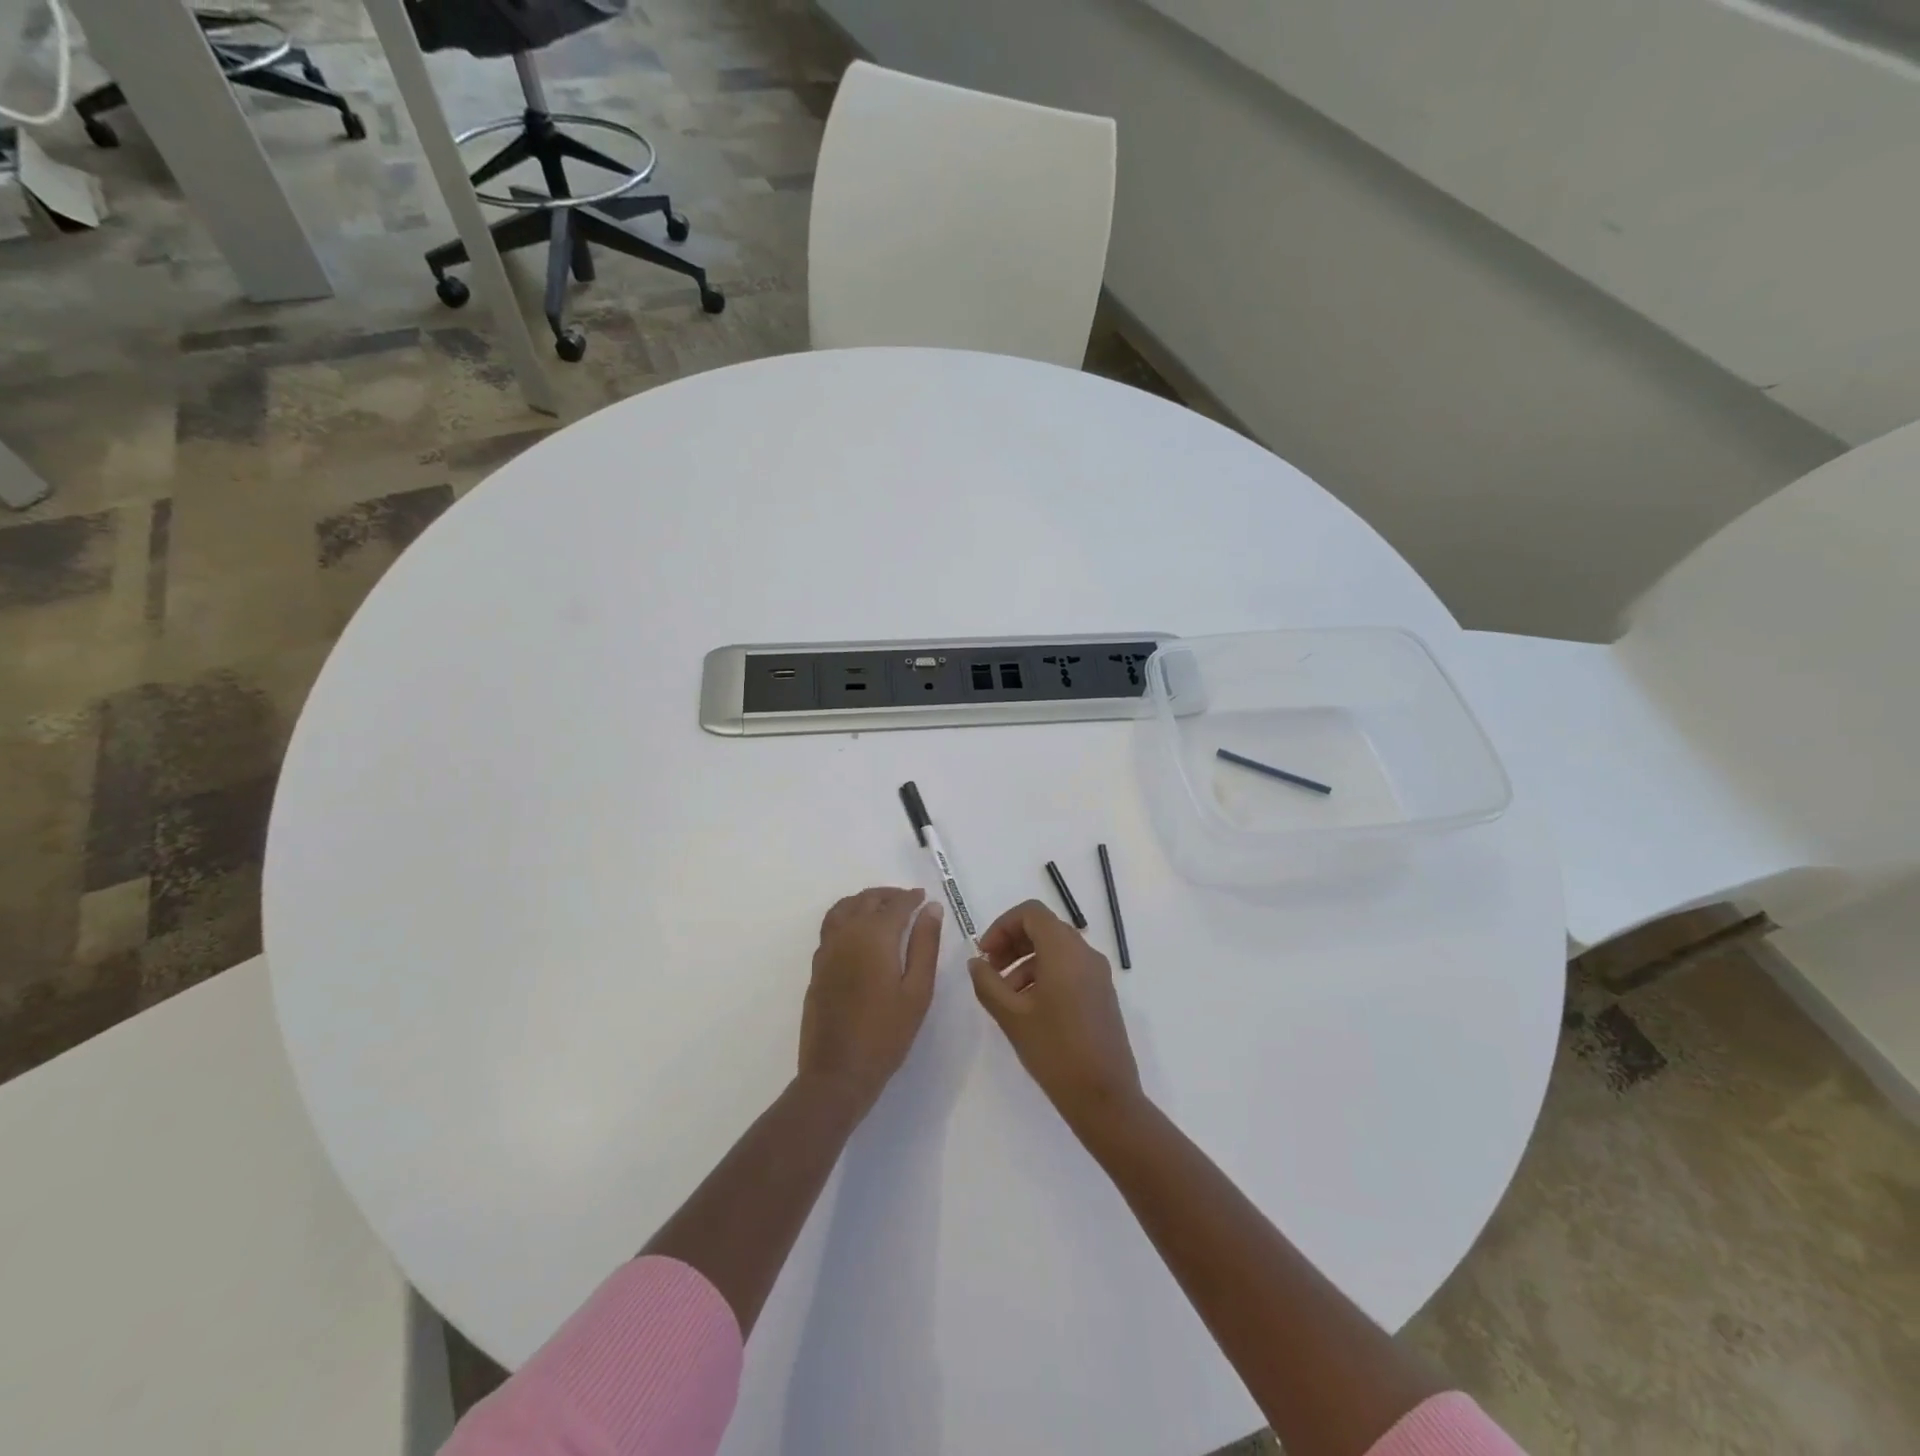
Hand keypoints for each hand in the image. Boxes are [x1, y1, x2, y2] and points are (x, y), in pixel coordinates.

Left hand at [800, 887, 942, 1116]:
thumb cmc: (886, 1034)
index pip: (896, 905)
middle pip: (867, 900)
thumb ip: (925, 944)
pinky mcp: (817, 966)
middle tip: (907, 901)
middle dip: (888, 896)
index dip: (911, 898)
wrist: (837, 1072)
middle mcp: (847, 934)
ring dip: (864, 901)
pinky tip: (859, 932)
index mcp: (875, 936)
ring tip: (882, 910)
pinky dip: (847, 915)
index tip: (924, 898)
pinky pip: (831, 925)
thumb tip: (931, 908)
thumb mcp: (917, 990)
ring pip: (844, 908)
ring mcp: (827, 949)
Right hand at [968, 900, 1141, 1132]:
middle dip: (1012, 943)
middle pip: (1044, 928)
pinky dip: (1045, 975)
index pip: (1031, 913)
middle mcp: (1085, 953)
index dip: (1002, 926)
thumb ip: (988, 982)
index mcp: (1064, 950)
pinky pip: (1070, 968)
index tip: (984, 953)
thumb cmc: (1055, 1050)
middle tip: (990, 970)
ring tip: (1005, 995)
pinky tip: (1029, 1008)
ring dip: (1026, 961)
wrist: (1105, 1096)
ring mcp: (1098, 974)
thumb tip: (976, 962)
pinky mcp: (1102, 994)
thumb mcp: (1011, 1016)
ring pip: (1056, 949)